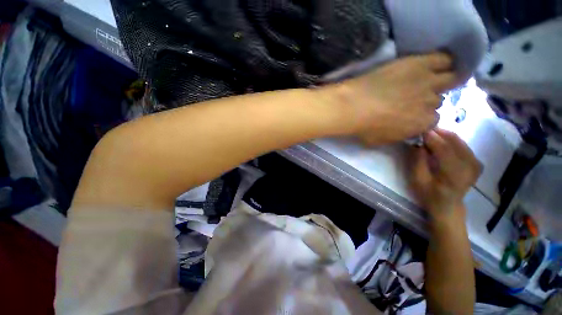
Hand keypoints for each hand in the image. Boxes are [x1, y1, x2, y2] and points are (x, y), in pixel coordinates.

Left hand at [335, 52, 458, 144]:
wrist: (355, 106)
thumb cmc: (365, 127)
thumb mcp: (381, 140)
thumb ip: (398, 135)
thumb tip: (405, 131)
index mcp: (422, 124)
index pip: (432, 120)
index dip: (422, 117)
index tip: (413, 114)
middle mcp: (431, 103)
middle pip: (437, 100)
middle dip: (428, 100)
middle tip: (416, 97)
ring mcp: (427, 81)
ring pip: (449, 78)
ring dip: (444, 79)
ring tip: (435, 78)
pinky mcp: (419, 63)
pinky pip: (442, 58)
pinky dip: (444, 60)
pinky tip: (438, 62)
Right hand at [410, 129, 481, 220]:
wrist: (448, 205)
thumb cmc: (429, 194)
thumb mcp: (418, 180)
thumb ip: (418, 161)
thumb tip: (419, 144)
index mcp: (454, 175)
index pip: (444, 150)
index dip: (432, 138)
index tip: (420, 130)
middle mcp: (470, 168)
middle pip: (454, 143)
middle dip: (438, 133)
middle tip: (424, 129)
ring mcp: (476, 165)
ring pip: (460, 141)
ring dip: (444, 135)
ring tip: (430, 134)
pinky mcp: (477, 163)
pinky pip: (463, 145)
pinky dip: (452, 140)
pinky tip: (442, 140)